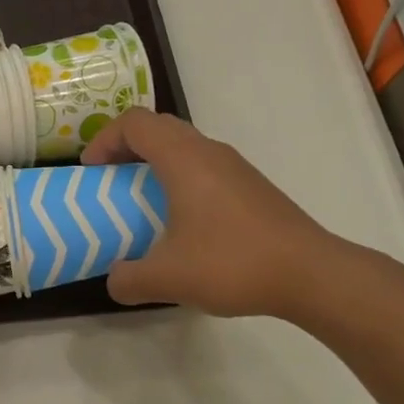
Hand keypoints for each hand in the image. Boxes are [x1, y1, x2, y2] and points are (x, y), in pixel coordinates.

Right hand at [81, 108, 344, 318]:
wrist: (311, 274)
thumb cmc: (232, 263)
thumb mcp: (166, 278)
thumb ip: (128, 279)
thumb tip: (115, 280)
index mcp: (184, 159)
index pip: (135, 123)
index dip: (104, 140)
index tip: (92, 172)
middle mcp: (210, 152)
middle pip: (159, 127)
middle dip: (126, 147)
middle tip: (111, 180)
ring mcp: (235, 167)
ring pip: (185, 146)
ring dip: (155, 163)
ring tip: (142, 201)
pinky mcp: (252, 187)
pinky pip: (204, 167)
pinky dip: (180, 179)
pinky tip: (182, 222)